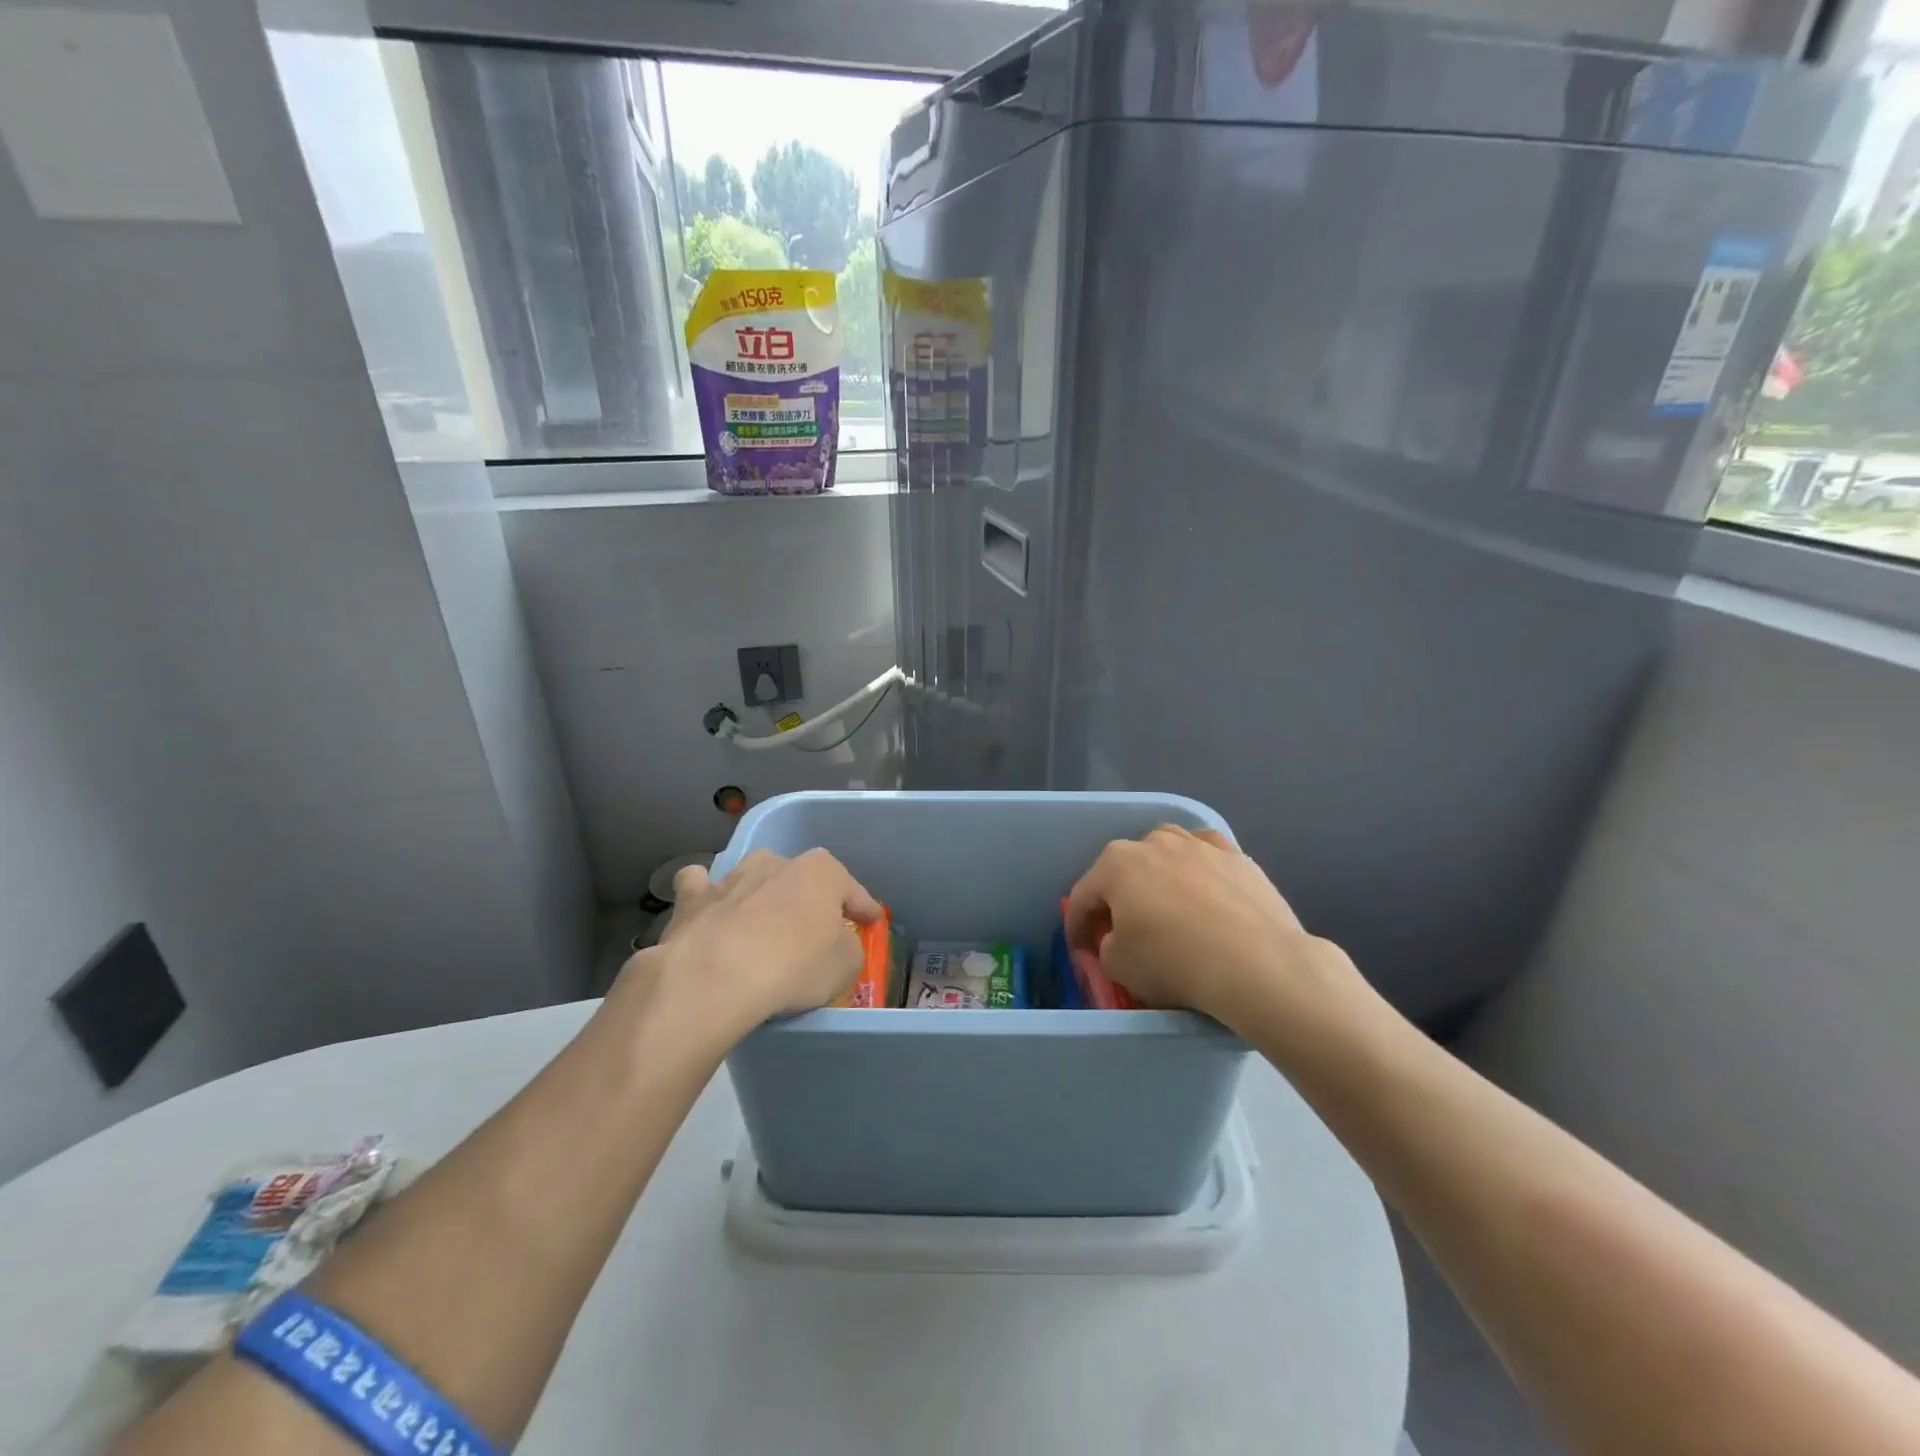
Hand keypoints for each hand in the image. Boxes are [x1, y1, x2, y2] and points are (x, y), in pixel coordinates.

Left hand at [644, 848, 882, 1041]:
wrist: (716, 976)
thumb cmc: (794, 966)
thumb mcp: (843, 966)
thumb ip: (846, 948)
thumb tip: (837, 945)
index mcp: (822, 872)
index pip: (852, 890)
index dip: (863, 907)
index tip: (871, 921)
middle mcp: (777, 863)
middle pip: (800, 878)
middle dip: (807, 898)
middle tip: (813, 927)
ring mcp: (732, 877)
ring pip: (752, 876)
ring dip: (760, 894)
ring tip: (762, 921)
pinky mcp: (692, 898)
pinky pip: (700, 886)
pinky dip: (707, 895)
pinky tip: (710, 910)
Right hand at [1064, 824, 1370, 1034]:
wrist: (1258, 964)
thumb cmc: (1174, 962)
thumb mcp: (1119, 966)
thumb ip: (1107, 947)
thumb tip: (1117, 940)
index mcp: (1115, 864)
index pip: (1082, 897)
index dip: (1076, 927)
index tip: (1081, 951)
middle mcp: (1153, 842)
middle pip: (1123, 869)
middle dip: (1117, 897)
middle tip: (1121, 930)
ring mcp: (1198, 845)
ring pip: (1166, 851)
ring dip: (1157, 875)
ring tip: (1165, 904)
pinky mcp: (1237, 856)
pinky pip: (1207, 858)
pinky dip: (1199, 871)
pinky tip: (1205, 891)